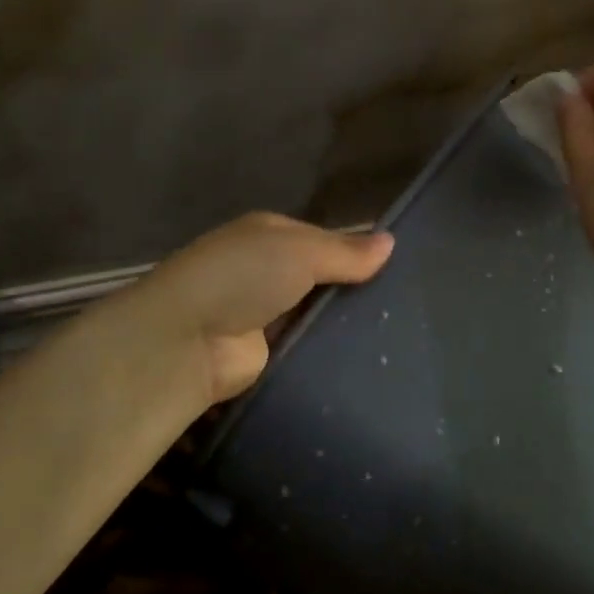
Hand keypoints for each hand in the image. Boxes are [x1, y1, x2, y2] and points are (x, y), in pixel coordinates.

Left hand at [133, 212, 394, 406]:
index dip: (356, 251)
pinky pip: (307, 346)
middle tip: (406, 306)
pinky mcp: (266, 353)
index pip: (323, 239)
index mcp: (269, 235)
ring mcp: (264, 313)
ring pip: (316, 314)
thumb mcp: (299, 251)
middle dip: (353, 289)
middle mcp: (265, 270)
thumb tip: (391, 241)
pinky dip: (329, 350)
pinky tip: (367, 358)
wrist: (187, 341)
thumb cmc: (242, 277)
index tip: (398, 269)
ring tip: (397, 334)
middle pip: (321, 278)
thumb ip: (345, 251)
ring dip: (342, 323)